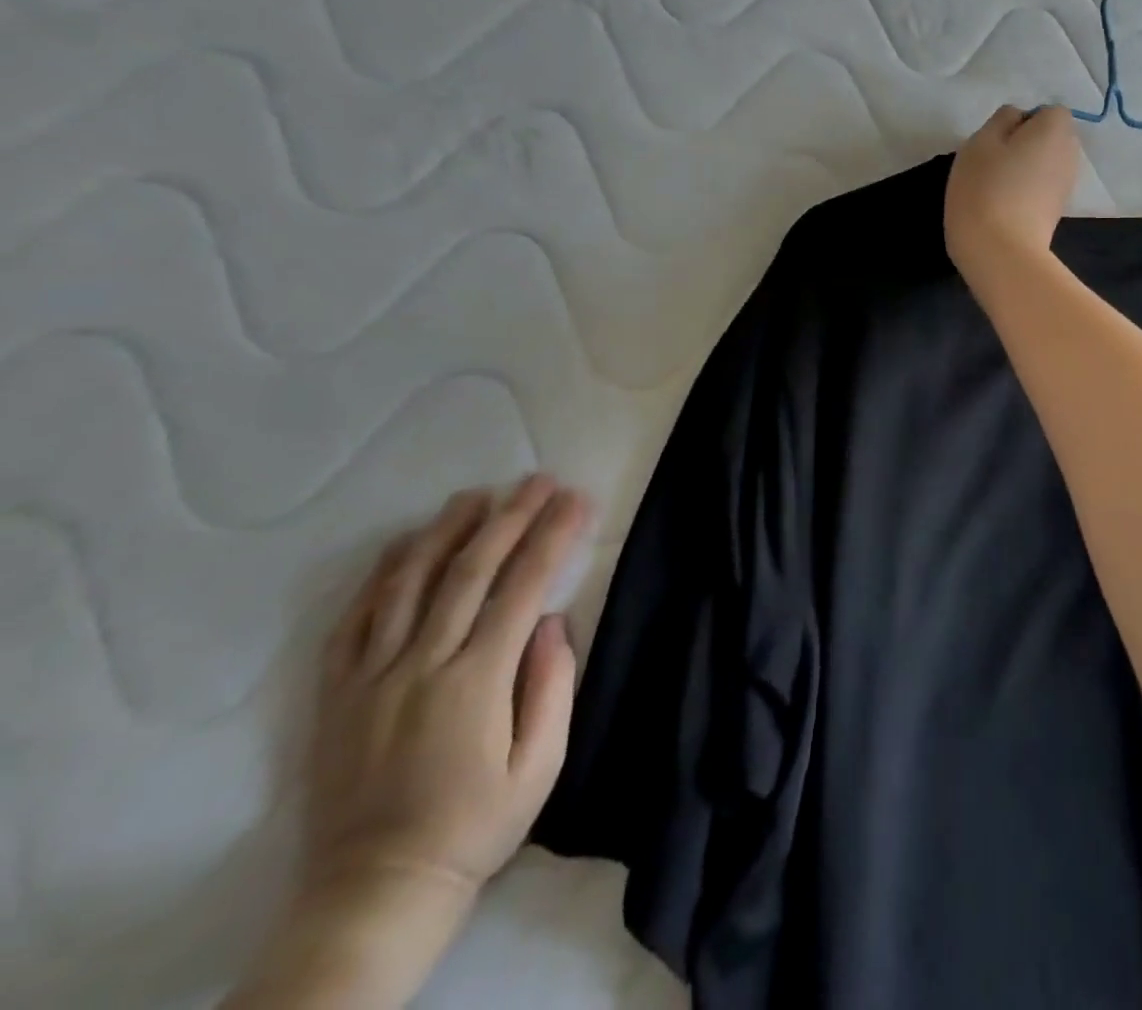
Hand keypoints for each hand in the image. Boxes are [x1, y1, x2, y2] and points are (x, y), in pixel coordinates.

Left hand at [308, 475, 585, 897]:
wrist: (375, 890)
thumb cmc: (475, 824)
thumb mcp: (539, 766)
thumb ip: (552, 687)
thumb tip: (553, 621)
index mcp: (476, 681)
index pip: (522, 587)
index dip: (552, 536)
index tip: (576, 499)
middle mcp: (421, 665)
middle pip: (469, 571)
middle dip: (509, 517)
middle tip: (537, 480)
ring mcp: (371, 676)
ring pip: (408, 584)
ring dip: (446, 531)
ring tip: (476, 495)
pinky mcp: (337, 693)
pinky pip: (355, 620)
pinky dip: (380, 575)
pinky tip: (403, 545)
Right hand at [945, 105, 1081, 279]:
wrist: (1001, 252)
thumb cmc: (985, 188)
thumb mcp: (981, 141)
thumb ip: (1002, 120)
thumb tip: (1017, 118)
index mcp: (1056, 130)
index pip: (1048, 111)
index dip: (1023, 121)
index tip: (998, 141)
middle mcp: (1071, 154)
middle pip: (1050, 138)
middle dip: (1025, 144)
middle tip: (993, 162)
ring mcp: (1066, 186)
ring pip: (1045, 165)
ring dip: (1025, 169)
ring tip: (995, 187)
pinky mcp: (1057, 212)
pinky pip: (1042, 189)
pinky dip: (1026, 192)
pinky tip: (1004, 207)